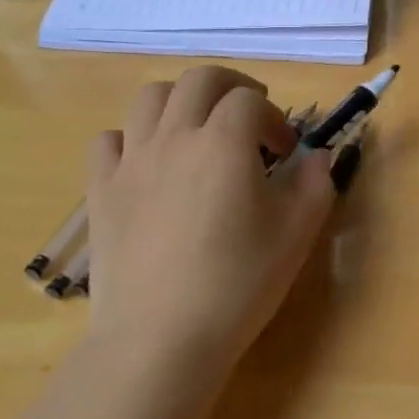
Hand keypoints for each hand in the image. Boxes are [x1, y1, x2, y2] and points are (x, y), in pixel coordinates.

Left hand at [84, 66, 333, 382]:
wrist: (160, 339)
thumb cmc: (238, 283)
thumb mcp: (297, 233)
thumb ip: (315, 182)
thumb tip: (317, 155)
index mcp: (224, 142)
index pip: (251, 100)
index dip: (274, 117)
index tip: (286, 152)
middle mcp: (175, 136)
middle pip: (200, 79)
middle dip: (231, 87)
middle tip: (249, 116)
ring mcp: (131, 161)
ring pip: (150, 97)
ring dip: (182, 101)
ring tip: (199, 130)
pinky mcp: (101, 190)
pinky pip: (109, 139)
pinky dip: (133, 138)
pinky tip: (150, 164)